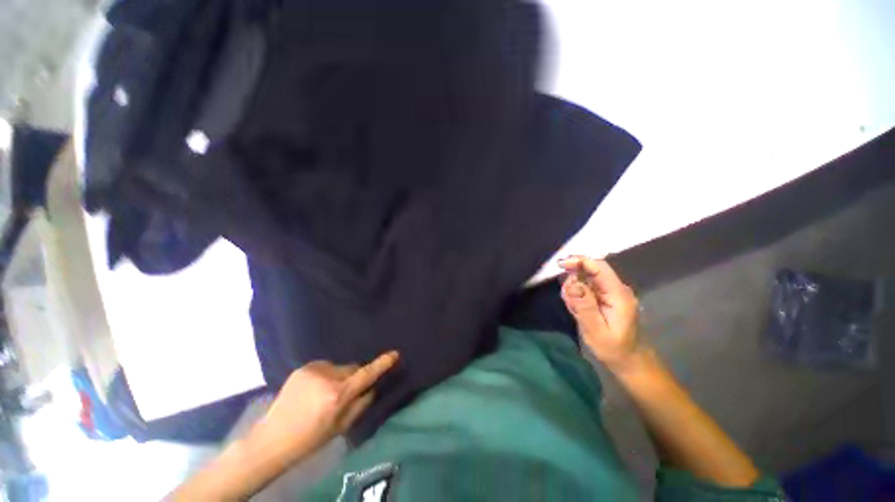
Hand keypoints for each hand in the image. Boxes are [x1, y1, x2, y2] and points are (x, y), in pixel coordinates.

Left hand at [256, 351, 399, 460]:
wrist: (272, 440)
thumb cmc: (310, 439)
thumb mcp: (341, 428)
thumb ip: (361, 405)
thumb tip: (373, 387)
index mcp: (337, 395)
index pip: (365, 375)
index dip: (381, 364)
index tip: (394, 354)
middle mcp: (327, 377)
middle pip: (352, 369)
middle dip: (353, 377)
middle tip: (343, 393)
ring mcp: (313, 370)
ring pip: (338, 367)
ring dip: (338, 376)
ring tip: (323, 394)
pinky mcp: (303, 368)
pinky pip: (324, 367)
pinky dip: (325, 375)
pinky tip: (313, 390)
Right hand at [559, 256, 641, 370]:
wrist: (630, 361)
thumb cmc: (614, 348)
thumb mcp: (596, 330)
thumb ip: (584, 306)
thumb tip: (572, 283)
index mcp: (618, 294)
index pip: (599, 267)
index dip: (579, 261)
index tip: (560, 264)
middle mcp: (617, 288)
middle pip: (592, 270)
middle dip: (574, 277)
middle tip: (568, 299)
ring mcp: (612, 292)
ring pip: (587, 279)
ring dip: (575, 289)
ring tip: (575, 310)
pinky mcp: (606, 297)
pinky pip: (588, 287)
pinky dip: (578, 294)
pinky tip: (578, 310)